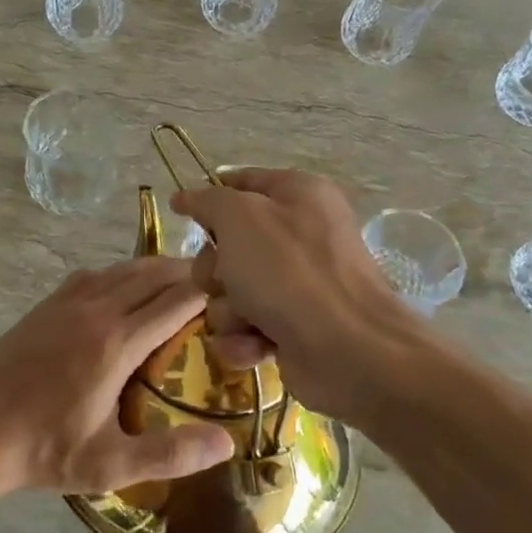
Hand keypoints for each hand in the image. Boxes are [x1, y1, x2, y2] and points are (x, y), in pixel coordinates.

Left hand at [0, 259, 234, 495]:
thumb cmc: (44, 450)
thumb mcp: (110, 464)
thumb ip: (170, 454)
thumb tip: (227, 443)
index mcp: (117, 343)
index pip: (175, 300)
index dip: (207, 290)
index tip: (232, 291)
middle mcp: (97, 310)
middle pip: (152, 274)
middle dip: (187, 272)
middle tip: (215, 280)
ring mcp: (68, 302)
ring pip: (123, 269)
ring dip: (155, 269)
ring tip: (179, 279)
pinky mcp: (47, 304)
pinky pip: (95, 274)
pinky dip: (121, 272)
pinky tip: (125, 286)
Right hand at [172, 169, 417, 425]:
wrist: (349, 351)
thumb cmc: (290, 271)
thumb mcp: (239, 218)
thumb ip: (207, 202)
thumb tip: (185, 197)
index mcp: (297, 194)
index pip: (241, 182)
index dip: (210, 198)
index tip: (183, 215)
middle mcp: (299, 235)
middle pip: (227, 244)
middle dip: (215, 269)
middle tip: (225, 279)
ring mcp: (297, 285)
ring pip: (230, 291)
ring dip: (229, 309)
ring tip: (248, 320)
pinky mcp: (292, 329)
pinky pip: (244, 327)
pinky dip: (244, 339)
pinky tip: (258, 346)